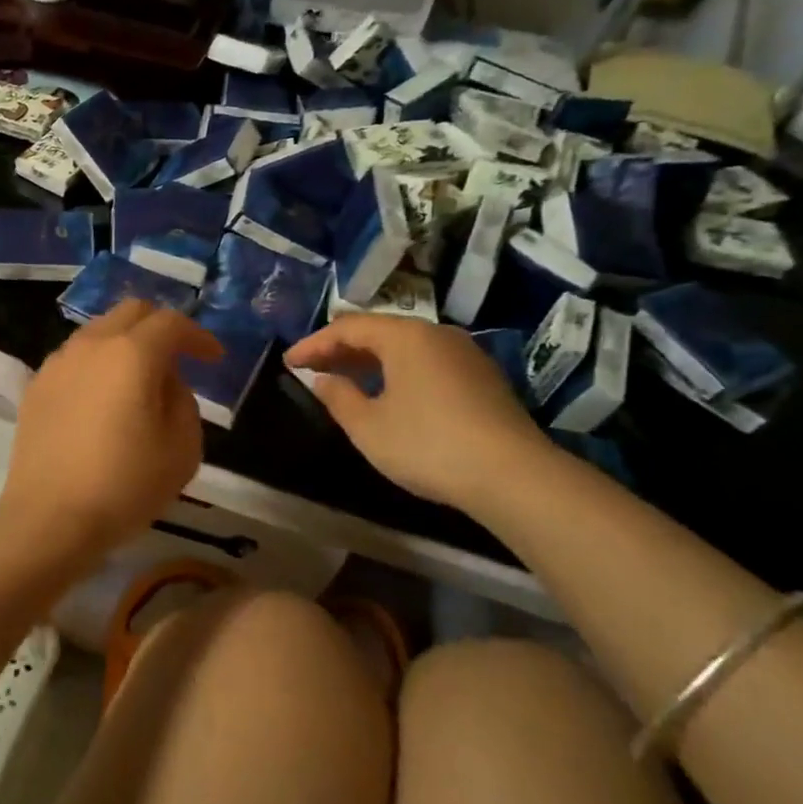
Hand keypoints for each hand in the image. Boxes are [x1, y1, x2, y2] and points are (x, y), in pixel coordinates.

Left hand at [0, 300, 222, 553]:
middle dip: (160, 327)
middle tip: (178, 357)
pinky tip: (103, 399)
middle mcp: (91, 346)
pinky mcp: (36, 387)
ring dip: (125, 344)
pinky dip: (97, 365)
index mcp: (131, 354)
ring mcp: (57, 364)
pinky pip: (75, 359)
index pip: (171, 323)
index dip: (198, 336)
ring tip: (139, 380)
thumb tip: (165, 381)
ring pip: (98, 332)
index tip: (214, 358)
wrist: (49, 518)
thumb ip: (183, 401)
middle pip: (130, 313)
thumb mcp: (182, 448)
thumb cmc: (125, 485)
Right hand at [285, 315, 546, 513]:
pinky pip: (426, 362)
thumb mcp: (368, 426)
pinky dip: (397, 371)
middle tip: (311, 369)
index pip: (347, 327)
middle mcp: (435, 334)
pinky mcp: (482, 377)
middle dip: (340, 349)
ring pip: (405, 347)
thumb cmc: (428, 445)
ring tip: (344, 380)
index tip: (289, 362)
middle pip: (378, 331)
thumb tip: (322, 378)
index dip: (314, 344)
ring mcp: (464, 354)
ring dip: (369, 361)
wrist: (513, 475)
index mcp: (404, 336)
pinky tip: (388, 395)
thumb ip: (338, 397)